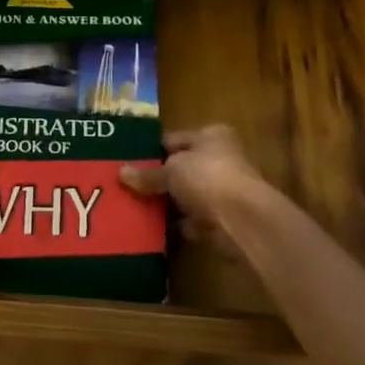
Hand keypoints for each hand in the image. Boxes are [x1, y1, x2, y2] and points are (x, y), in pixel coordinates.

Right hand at [119, 125, 268, 253]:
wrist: (243, 220)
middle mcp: (222, 159)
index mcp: (212, 136)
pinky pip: (193, 220)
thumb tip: (121, 173)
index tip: (129, 162)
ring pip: (187, 195)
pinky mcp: (223, 220)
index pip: (176, 139)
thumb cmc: (208, 177)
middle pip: (182, 168)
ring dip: (168, 203)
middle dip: (159, 179)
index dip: (153, 151)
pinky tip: (154, 229)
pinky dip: (178, 225)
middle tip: (128, 186)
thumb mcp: (171, 170)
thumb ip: (148, 174)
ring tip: (136, 207)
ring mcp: (224, 191)